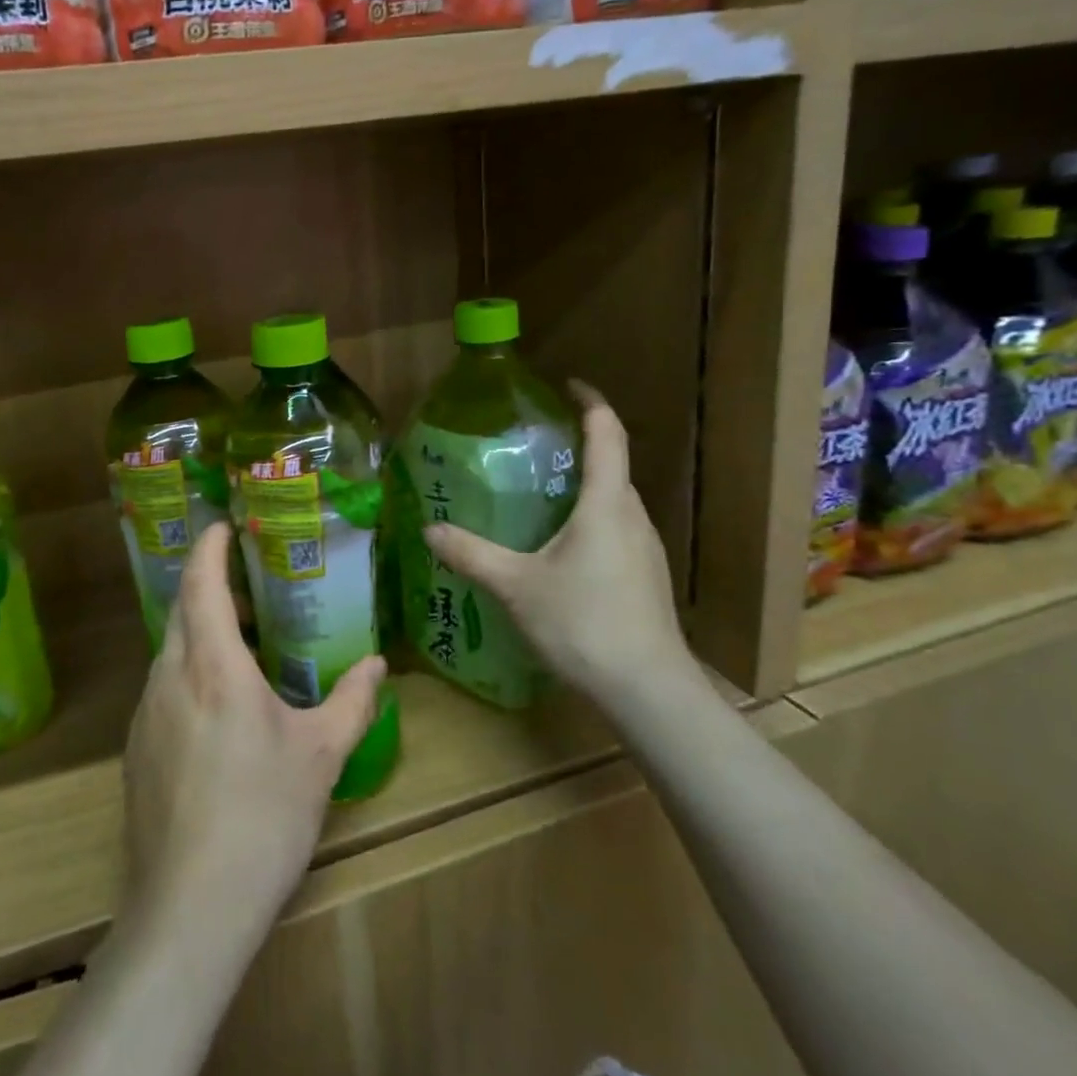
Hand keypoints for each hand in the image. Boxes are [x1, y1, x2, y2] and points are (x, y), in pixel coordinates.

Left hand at [120, 522, 384, 945]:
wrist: (191, 908)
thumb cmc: (264, 816)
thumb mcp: (321, 755)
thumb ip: (352, 701)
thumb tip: (378, 663)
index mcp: (212, 665)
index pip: (200, 583)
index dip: (209, 547)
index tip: (223, 525)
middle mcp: (169, 677)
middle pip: (181, 610)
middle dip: (208, 586)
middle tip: (248, 585)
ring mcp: (145, 715)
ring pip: (170, 651)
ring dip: (199, 633)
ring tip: (242, 645)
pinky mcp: (136, 750)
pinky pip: (162, 689)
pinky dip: (187, 673)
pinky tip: (219, 711)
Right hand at [424, 383, 695, 705]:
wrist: (647, 690)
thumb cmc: (583, 623)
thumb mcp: (516, 586)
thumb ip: (471, 554)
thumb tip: (429, 529)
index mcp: (606, 504)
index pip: (607, 434)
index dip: (591, 402)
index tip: (568, 385)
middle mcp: (632, 516)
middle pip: (612, 466)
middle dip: (579, 446)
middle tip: (533, 446)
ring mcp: (645, 548)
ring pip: (614, 501)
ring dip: (583, 487)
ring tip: (538, 494)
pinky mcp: (646, 576)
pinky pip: (615, 529)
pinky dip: (589, 520)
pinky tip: (558, 549)